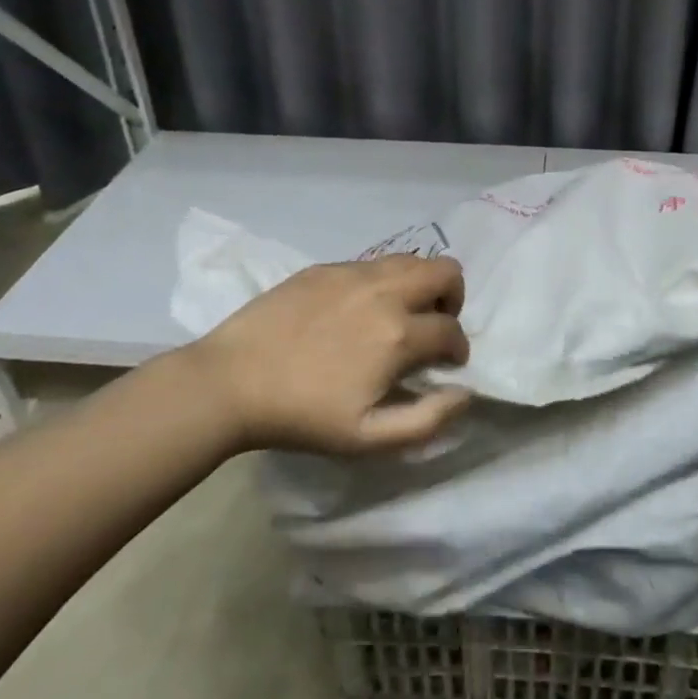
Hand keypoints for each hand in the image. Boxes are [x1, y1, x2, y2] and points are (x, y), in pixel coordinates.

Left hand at [167, 255, 472, 455]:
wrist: (232, 382)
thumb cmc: (303, 416)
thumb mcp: (368, 438)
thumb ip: (427, 420)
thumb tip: (465, 394)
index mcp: (399, 334)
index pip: (452, 330)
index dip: (458, 349)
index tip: (447, 364)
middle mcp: (385, 292)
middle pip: (445, 271)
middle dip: (452, 298)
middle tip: (434, 324)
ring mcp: (354, 274)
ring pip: (411, 260)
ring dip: (421, 284)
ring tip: (401, 312)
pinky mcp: (326, 268)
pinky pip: (373, 263)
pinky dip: (384, 281)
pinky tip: (359, 309)